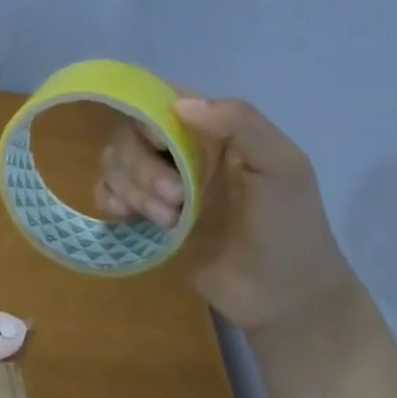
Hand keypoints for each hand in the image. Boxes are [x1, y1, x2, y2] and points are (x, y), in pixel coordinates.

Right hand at [97, 96, 354, 329]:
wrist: (285, 299)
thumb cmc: (290, 227)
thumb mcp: (283, 166)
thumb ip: (241, 123)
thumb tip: (180, 104)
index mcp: (211, 131)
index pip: (161, 98)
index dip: (147, 113)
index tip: (160, 143)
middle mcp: (179, 150)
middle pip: (130, 133)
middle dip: (143, 166)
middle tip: (176, 201)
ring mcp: (159, 183)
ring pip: (114, 161)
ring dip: (133, 188)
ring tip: (168, 222)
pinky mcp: (144, 215)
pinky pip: (106, 191)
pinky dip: (108, 198)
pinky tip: (125, 217)